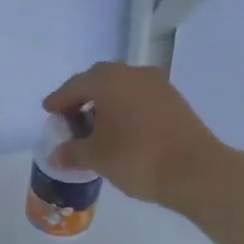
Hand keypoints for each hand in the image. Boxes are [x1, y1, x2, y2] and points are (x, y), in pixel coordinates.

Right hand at [44, 62, 226, 206]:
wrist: (194, 170)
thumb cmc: (136, 157)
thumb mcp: (95, 157)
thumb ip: (71, 152)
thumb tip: (56, 155)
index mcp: (108, 80)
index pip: (75, 86)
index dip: (59, 100)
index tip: (48, 112)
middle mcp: (132, 73)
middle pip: (99, 81)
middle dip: (82, 97)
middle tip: (70, 118)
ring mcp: (157, 85)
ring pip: (122, 88)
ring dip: (106, 104)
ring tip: (95, 128)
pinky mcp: (174, 101)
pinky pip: (139, 99)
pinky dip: (125, 110)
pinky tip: (121, 131)